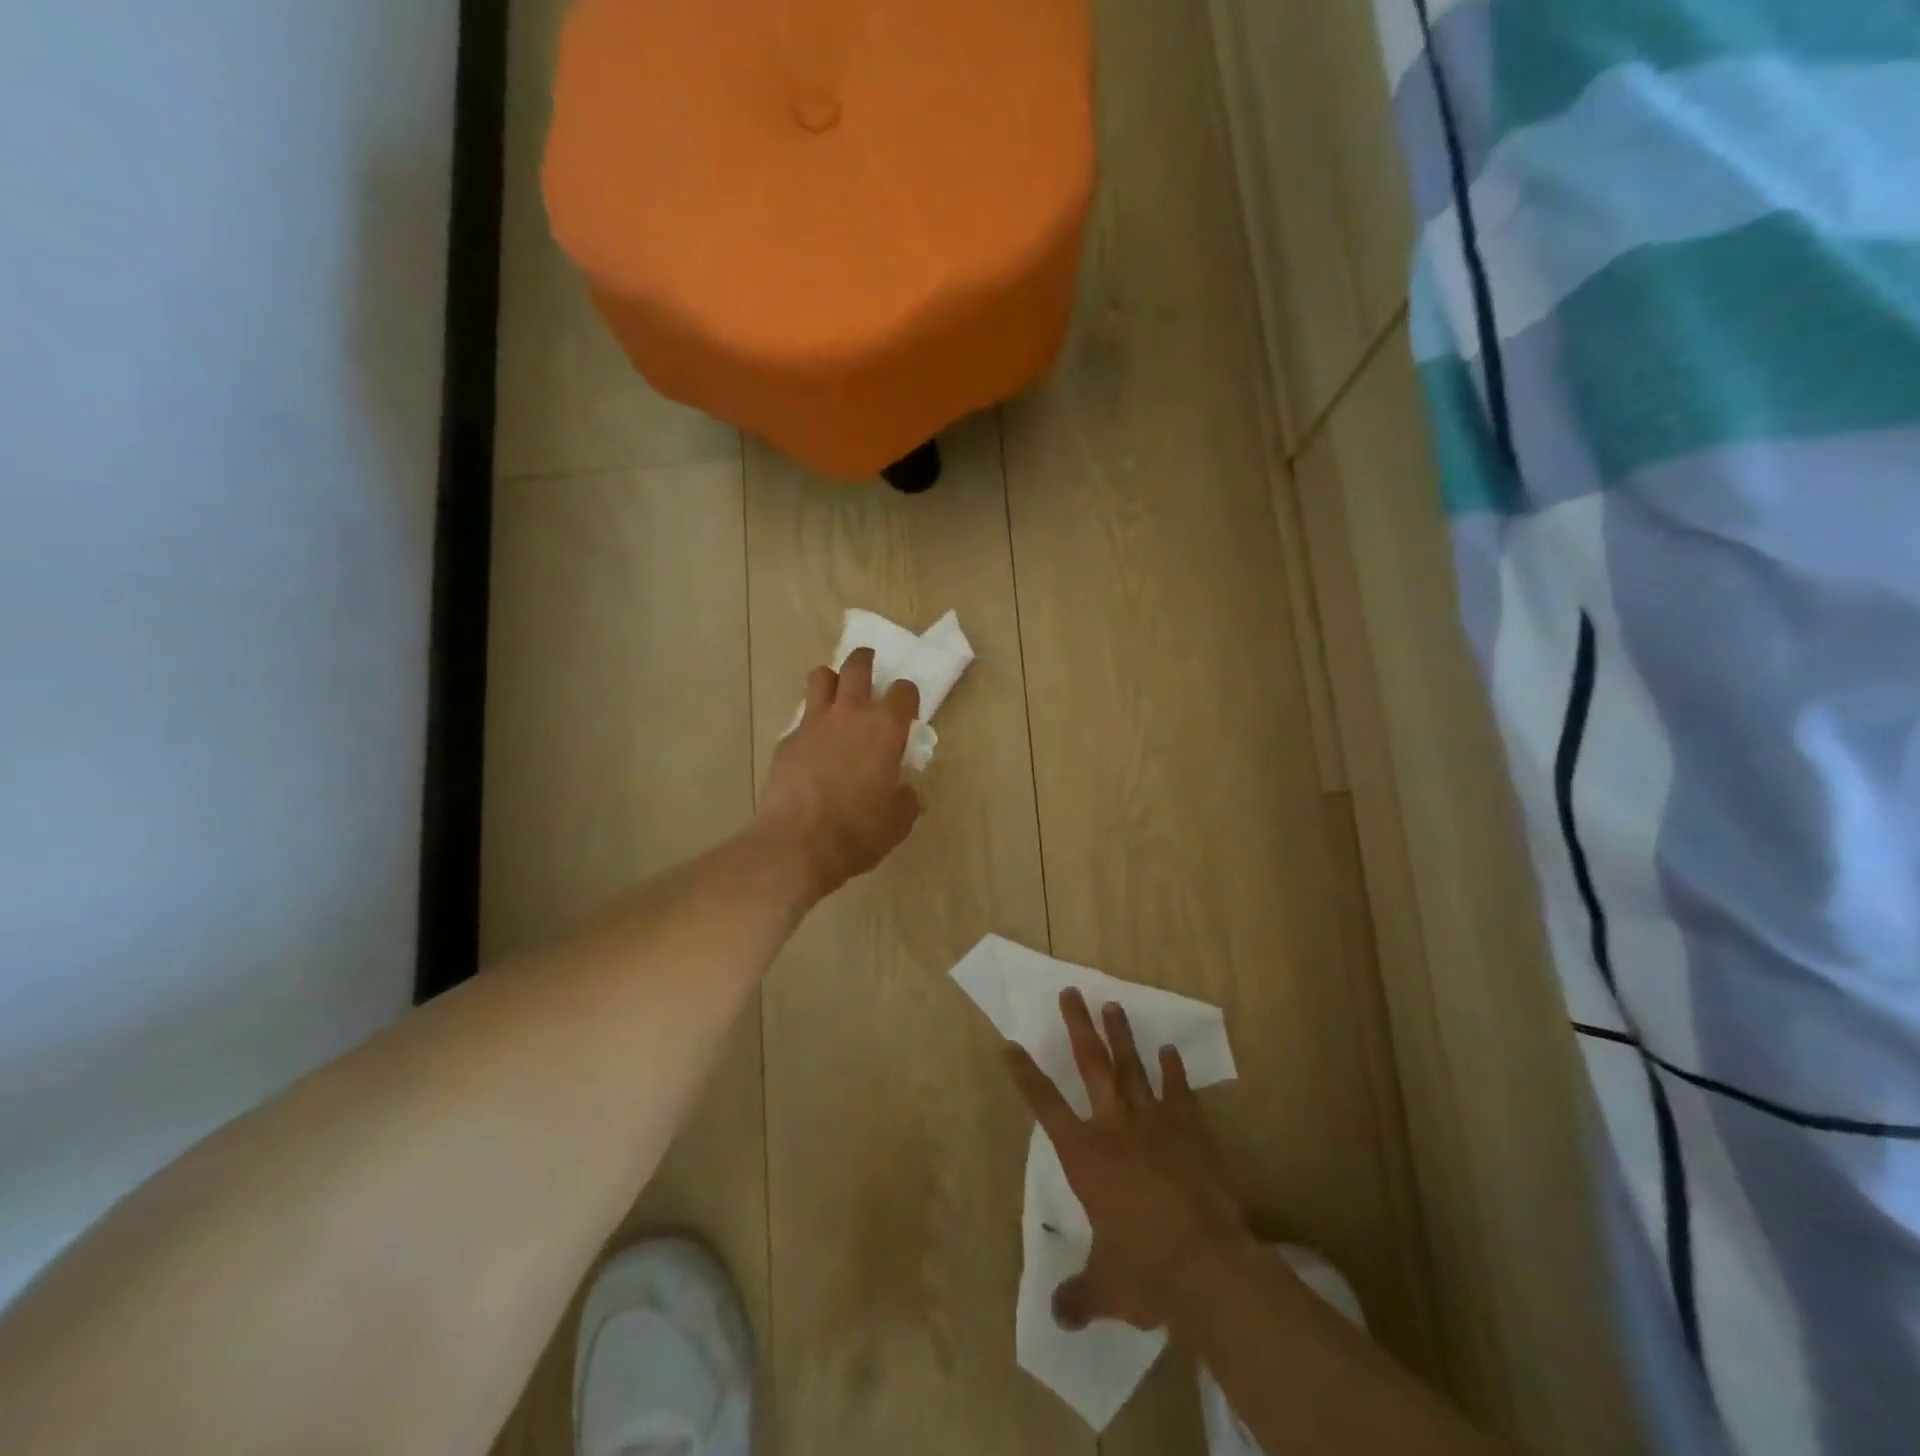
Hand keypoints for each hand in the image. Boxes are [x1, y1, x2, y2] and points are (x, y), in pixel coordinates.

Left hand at [756, 648, 921, 902]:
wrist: (797, 845)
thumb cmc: (858, 832)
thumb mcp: (898, 822)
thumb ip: (906, 799)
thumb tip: (905, 792)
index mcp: (885, 728)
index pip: (904, 691)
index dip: (908, 696)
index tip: (908, 707)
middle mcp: (850, 714)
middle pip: (857, 667)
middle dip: (866, 661)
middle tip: (869, 665)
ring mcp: (813, 724)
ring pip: (820, 678)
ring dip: (831, 679)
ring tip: (835, 691)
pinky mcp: (787, 741)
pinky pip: (801, 719)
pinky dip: (810, 723)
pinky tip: (812, 746)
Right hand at [1008, 990, 1252, 1331]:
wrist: (1208, 1267)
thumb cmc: (1145, 1272)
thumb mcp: (1106, 1290)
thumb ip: (1079, 1296)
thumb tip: (1058, 1317)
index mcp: (1085, 1157)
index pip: (1046, 1106)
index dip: (1026, 1075)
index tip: (1010, 1045)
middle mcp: (1116, 1128)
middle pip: (1092, 1065)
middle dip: (1078, 1027)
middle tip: (1070, 993)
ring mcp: (1156, 1124)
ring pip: (1133, 1068)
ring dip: (1122, 1037)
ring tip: (1112, 1005)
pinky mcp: (1192, 1131)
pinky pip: (1180, 1093)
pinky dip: (1174, 1072)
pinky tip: (1170, 1052)